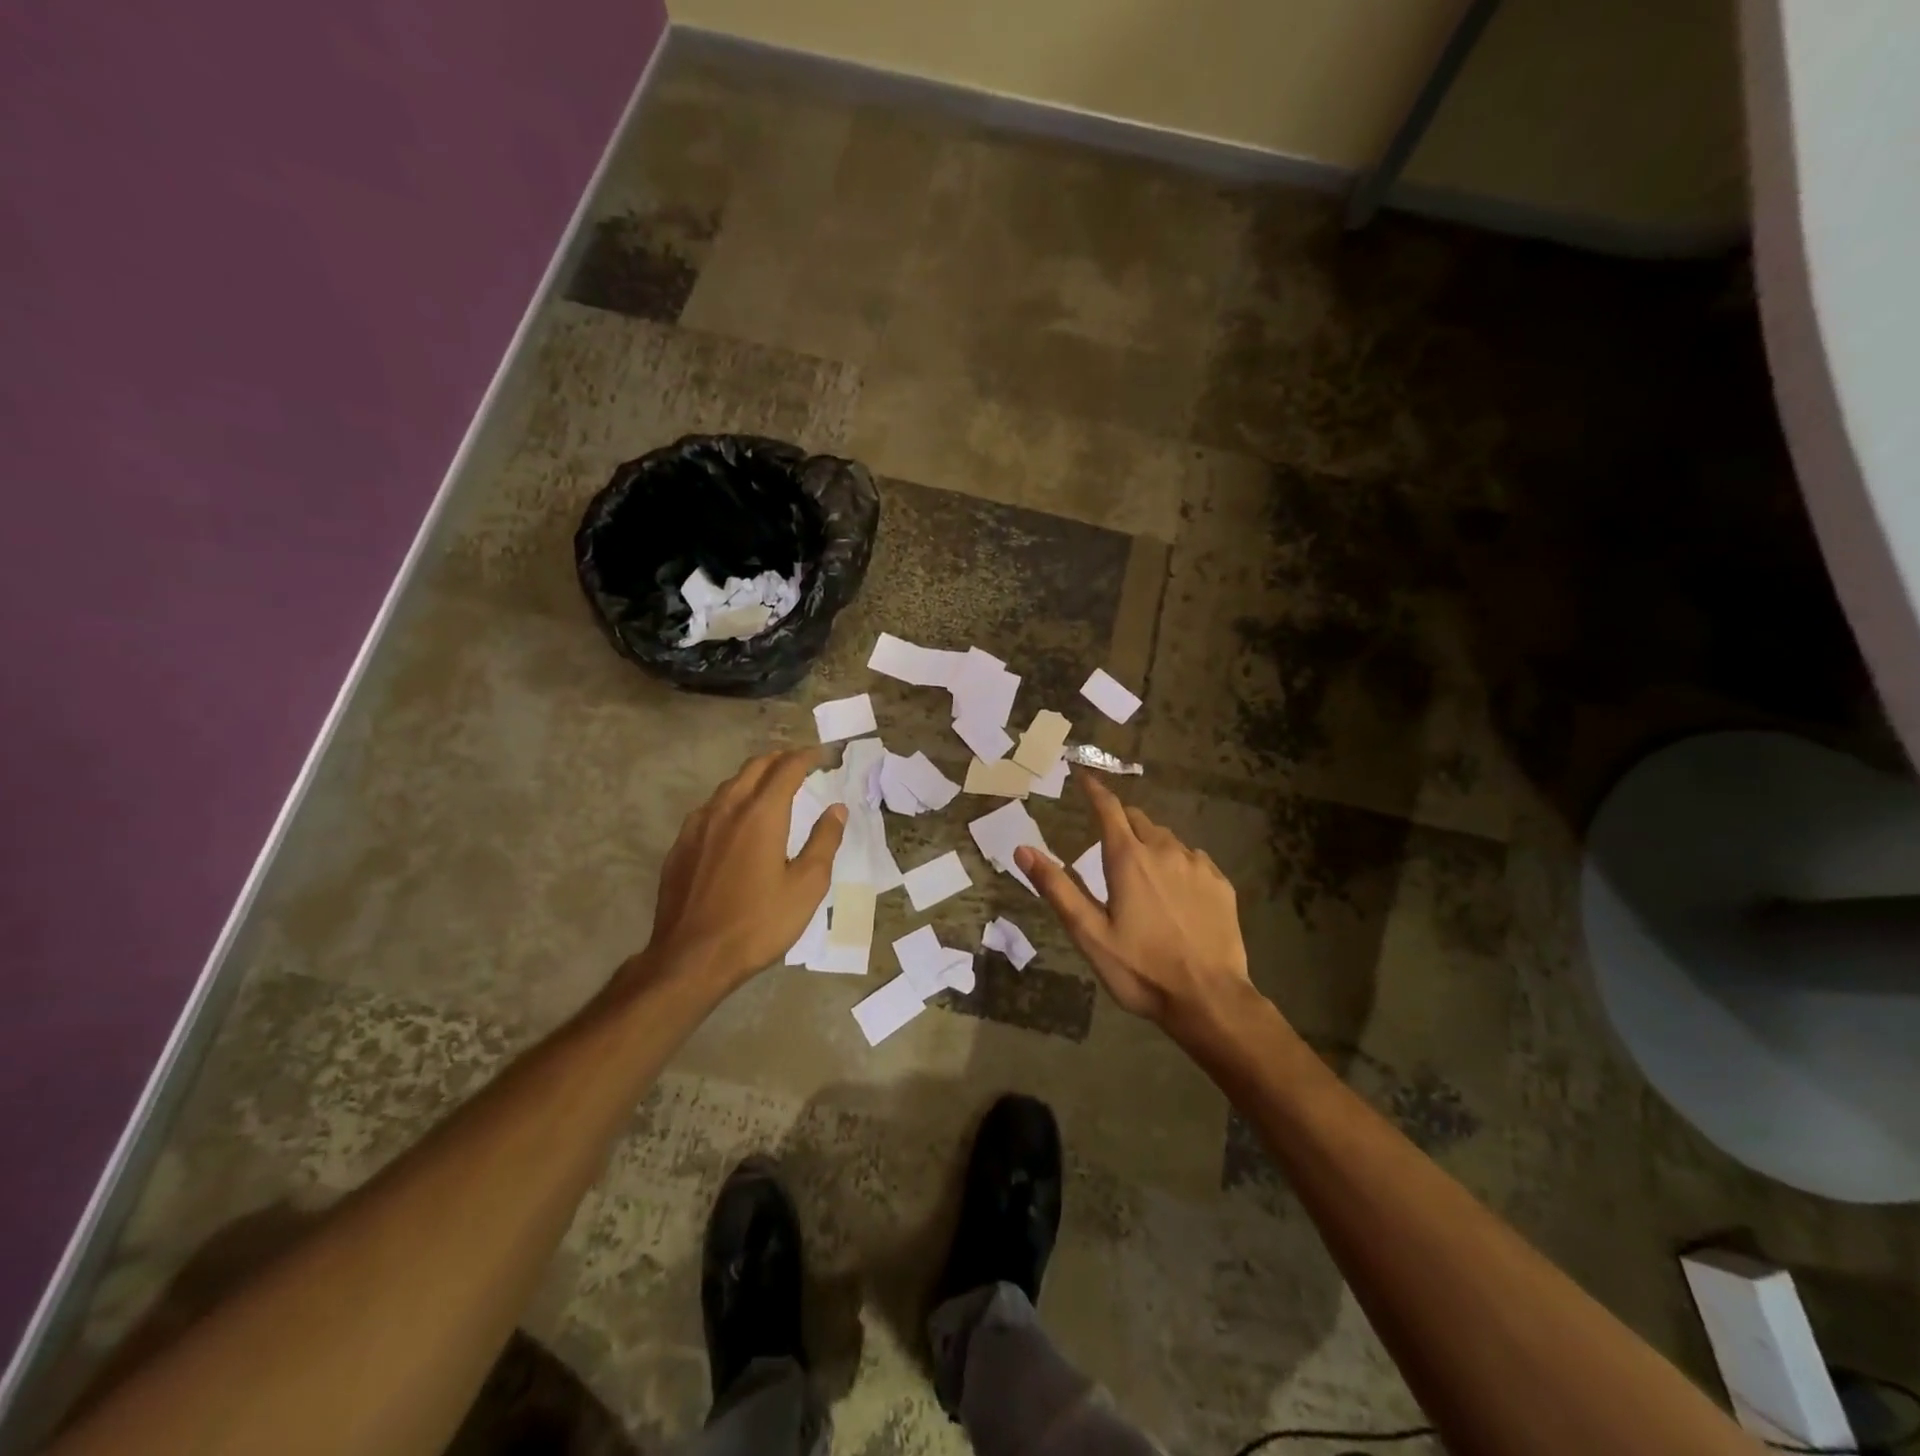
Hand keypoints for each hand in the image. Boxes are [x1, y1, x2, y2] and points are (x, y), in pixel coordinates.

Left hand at [641, 749, 845, 989]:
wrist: (691, 958)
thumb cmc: (758, 923)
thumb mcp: (806, 887)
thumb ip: (824, 841)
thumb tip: (837, 809)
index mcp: (761, 814)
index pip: (787, 768)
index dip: (808, 757)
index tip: (824, 757)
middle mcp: (727, 809)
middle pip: (755, 767)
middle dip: (781, 759)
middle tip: (802, 764)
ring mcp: (698, 826)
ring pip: (729, 785)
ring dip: (755, 778)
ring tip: (772, 788)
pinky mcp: (681, 845)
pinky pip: (710, 808)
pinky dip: (732, 801)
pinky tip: (737, 822)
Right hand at [1016, 773, 1251, 1031]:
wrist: (1210, 999)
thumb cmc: (1141, 969)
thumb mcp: (1089, 933)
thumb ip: (1057, 888)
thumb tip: (1022, 850)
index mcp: (1128, 859)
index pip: (1108, 808)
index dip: (1094, 789)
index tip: (1083, 776)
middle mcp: (1165, 850)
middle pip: (1138, 820)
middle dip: (1120, 820)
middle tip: (1108, 839)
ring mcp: (1198, 866)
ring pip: (1168, 839)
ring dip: (1150, 843)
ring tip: (1142, 871)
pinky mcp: (1221, 884)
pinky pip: (1194, 860)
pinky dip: (1178, 864)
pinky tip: (1177, 891)